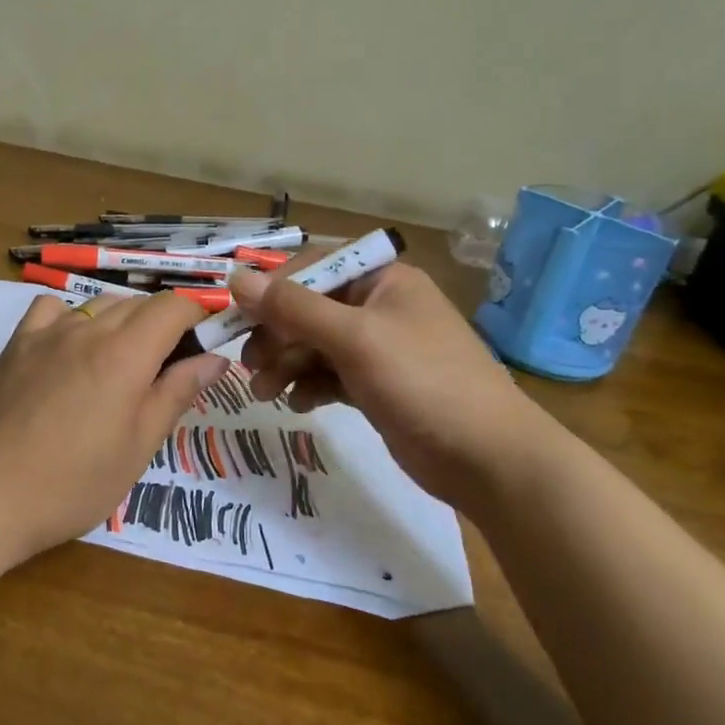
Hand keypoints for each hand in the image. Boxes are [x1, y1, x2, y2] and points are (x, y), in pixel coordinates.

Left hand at [0, 292, 230, 565]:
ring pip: (99, 304)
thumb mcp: (138, 446)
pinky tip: (70, 348)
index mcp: (126, 353)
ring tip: (119, 365)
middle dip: (163, 325)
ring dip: (122, 322)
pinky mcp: (16, 344)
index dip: (197, 318)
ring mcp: (47, 332)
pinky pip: (52, 309)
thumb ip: (177, 393)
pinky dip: (72, 318)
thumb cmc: (74, 482)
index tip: (201, 348)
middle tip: (165, 370)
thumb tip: (215, 358)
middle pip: (139, 303)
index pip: (174, 306)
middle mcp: (88, 329)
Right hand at [232, 259, 551, 504]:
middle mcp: (378, 306)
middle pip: (308, 309)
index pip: (312, 266)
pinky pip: (329, 375)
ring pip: (314, 345)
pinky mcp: (376, 386)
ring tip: (264, 394)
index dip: (271, 289)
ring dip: (285, 365)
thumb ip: (293, 307)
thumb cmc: (423, 382)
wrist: (488, 458)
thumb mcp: (354, 338)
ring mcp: (378, 348)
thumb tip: (236, 277)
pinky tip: (298, 405)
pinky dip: (309, 386)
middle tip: (249, 366)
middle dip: (276, 336)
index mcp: (381, 279)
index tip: (237, 317)